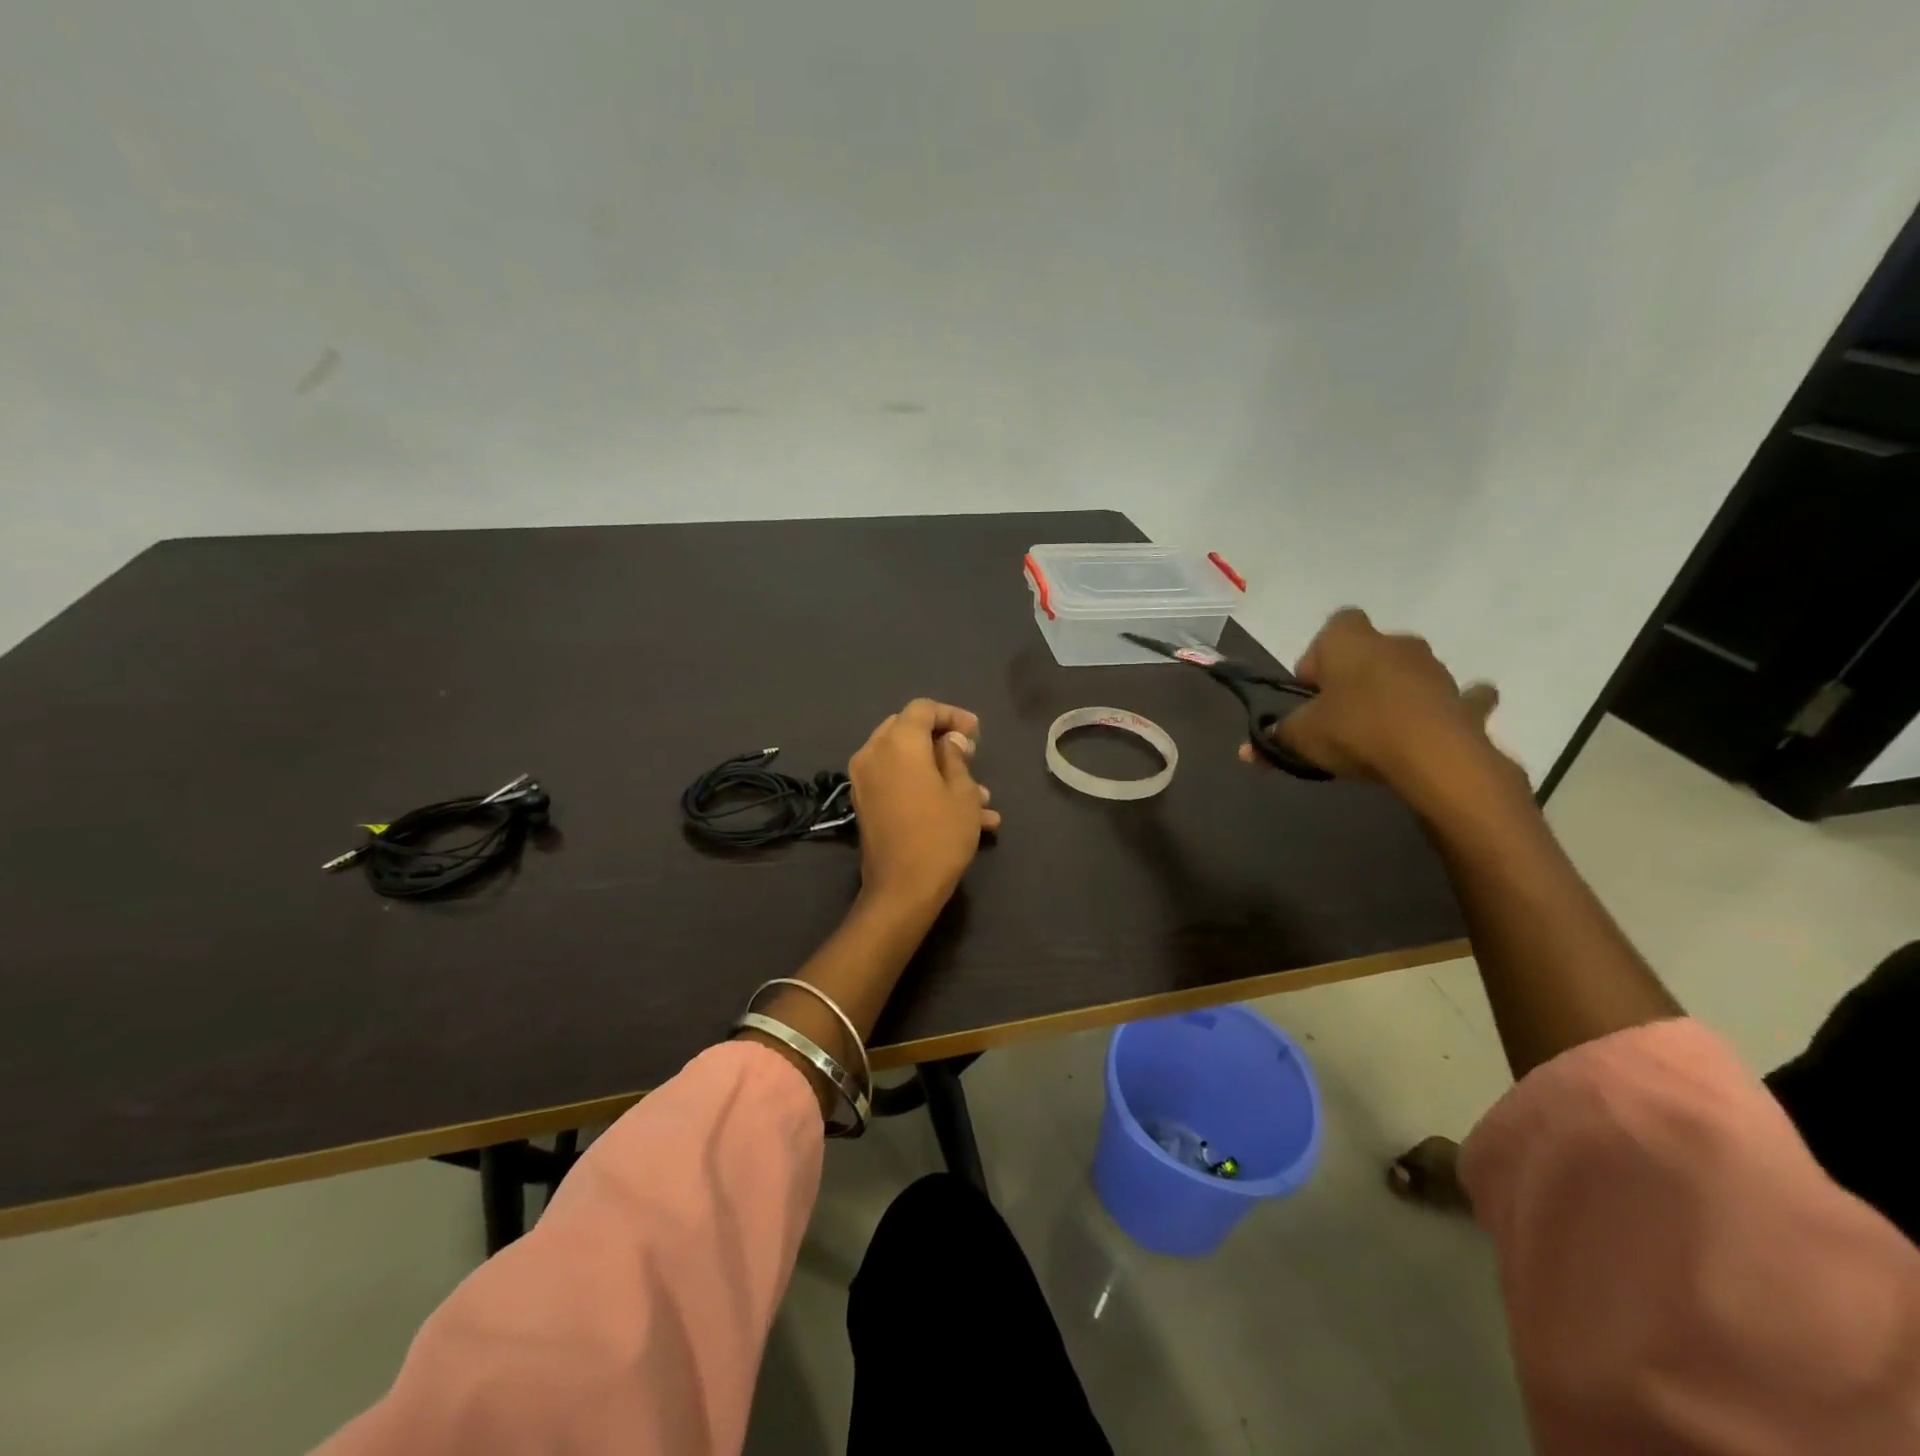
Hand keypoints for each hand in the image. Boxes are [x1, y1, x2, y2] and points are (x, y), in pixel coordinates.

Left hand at [848, 699, 1000, 914]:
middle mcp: (873, 753)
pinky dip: (924, 788)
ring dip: (940, 771)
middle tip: (971, 754)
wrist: (902, 889)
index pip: (923, 709)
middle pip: (908, 730)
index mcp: (897, 742)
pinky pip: (897, 782)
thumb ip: (956, 756)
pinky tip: (964, 815)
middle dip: (942, 740)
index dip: (952, 715)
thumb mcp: (962, 792)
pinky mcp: (865, 804)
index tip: (976, 732)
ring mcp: (864, 780)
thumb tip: (950, 740)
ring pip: (906, 760)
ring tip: (981, 799)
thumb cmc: (940, 834)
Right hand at [1242, 608, 1503, 790]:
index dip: (1319, 656)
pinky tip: (1436, 729)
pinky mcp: (1464, 699)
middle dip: (1357, 675)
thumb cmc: (1355, 730)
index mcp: (1350, 641)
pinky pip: (1458, 698)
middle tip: (1341, 713)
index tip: (1312, 691)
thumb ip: (1275, 739)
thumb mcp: (1301, 738)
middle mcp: (1395, 643)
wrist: (1433, 756)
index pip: (1334, 627)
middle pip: (1372, 650)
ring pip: (1410, 672)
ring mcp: (1435, 669)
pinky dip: (1448, 709)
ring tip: (1381, 731)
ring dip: (1396, 691)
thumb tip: (1246, 752)